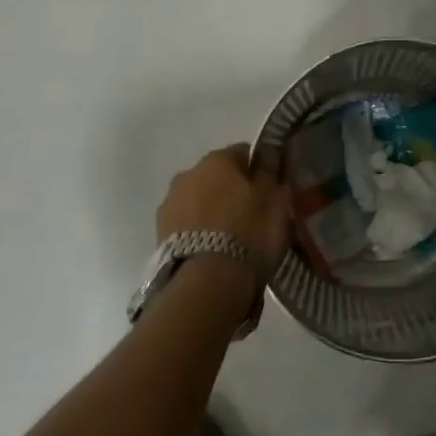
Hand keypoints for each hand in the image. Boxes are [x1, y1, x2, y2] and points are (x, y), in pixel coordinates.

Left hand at [157, 144, 291, 276]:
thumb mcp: (276, 201)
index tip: (270, 190)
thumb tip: (268, 154)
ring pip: (199, 199)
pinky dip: (199, 232)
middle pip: (217, 176)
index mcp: (218, 159)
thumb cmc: (249, 233)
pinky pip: (187, 224)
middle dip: (232, 191)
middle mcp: (189, 173)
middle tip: (251, 216)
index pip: (244, 153)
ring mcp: (170, 203)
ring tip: (230, 239)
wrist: (206, 282)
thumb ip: (271, 173)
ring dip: (212, 211)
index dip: (259, 171)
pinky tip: (212, 252)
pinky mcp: (159, 232)